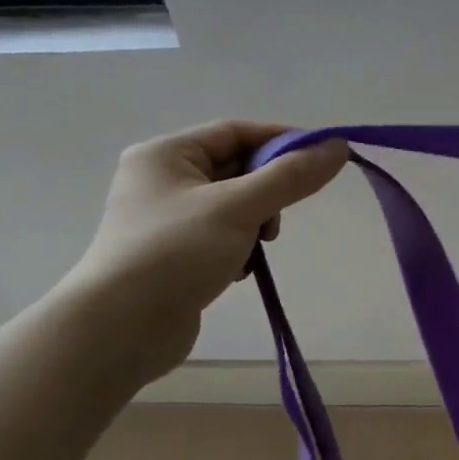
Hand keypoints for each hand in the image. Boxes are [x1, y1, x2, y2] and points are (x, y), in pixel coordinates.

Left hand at [61, 120, 349, 379]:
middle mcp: (162, 179)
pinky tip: (237, 270)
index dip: (283, 141)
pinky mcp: (175, 254)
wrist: (120, 328)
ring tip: (257, 249)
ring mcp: (167, 219)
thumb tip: (337, 147)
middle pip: (237, 168)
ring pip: (235, 205)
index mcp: (166, 154)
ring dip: (257, 224)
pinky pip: (223, 236)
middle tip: (279, 220)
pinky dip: (241, 248)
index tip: (324, 160)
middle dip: (269, 191)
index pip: (237, 131)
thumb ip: (291, 177)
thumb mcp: (239, 208)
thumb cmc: (176, 253)